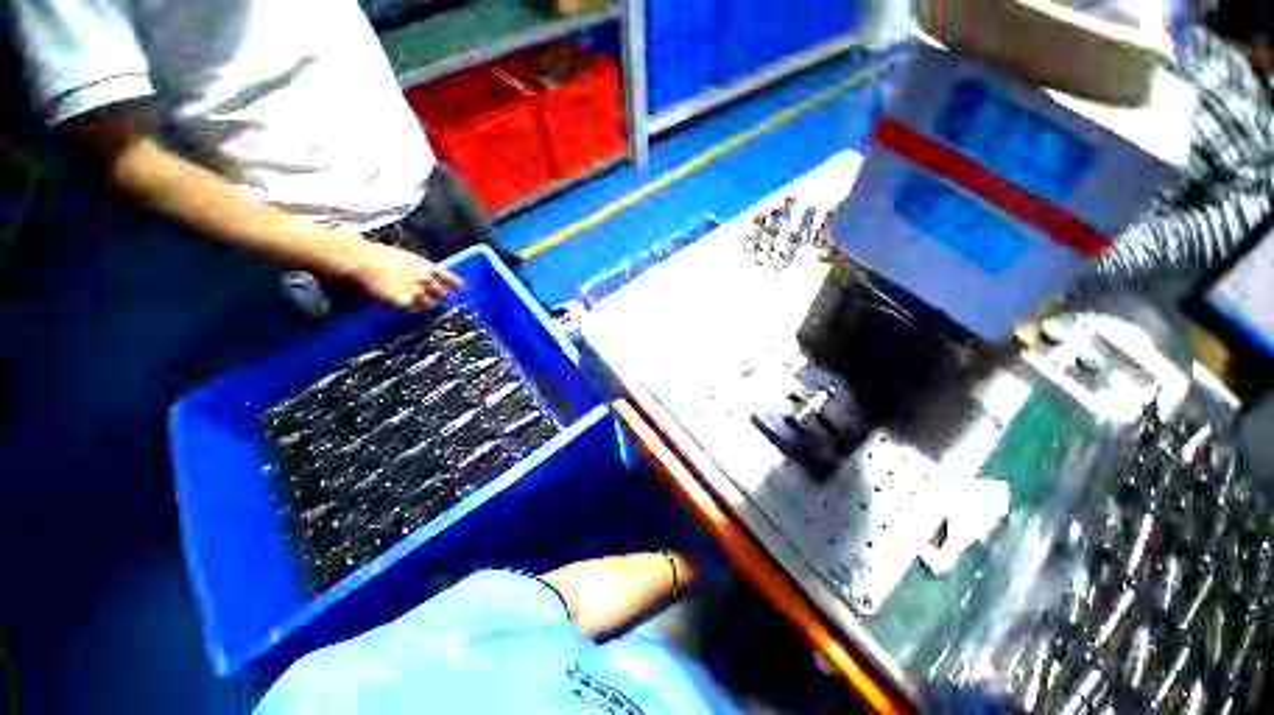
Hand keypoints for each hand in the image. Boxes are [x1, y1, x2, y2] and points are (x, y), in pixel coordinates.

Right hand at [349, 242, 464, 310]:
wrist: (362, 261)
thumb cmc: (377, 255)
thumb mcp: (404, 257)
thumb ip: (417, 267)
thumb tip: (424, 276)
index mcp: (425, 265)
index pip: (447, 276)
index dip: (457, 284)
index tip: (465, 290)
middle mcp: (425, 278)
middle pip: (441, 293)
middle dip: (438, 297)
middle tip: (432, 300)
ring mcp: (416, 289)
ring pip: (430, 303)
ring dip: (425, 304)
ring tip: (414, 302)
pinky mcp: (406, 300)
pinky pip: (414, 309)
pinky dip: (411, 309)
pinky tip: (402, 304)